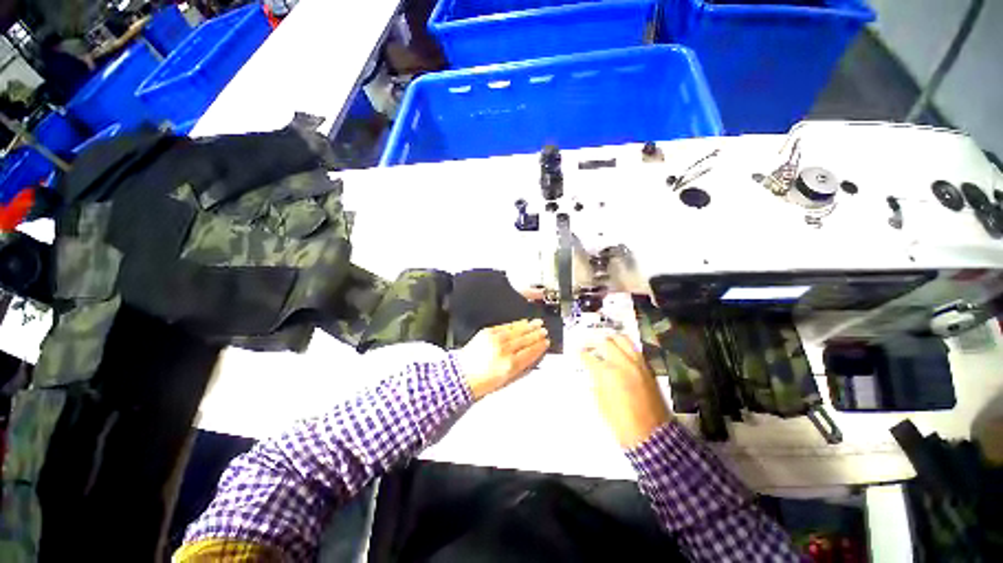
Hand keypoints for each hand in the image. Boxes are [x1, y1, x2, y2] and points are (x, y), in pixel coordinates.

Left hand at [458, 319, 549, 399]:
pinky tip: (522, 322)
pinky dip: (516, 324)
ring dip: (529, 326)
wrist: (462, 375)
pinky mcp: (488, 332)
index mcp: (510, 365)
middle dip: (536, 334)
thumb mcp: (506, 380)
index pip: (530, 353)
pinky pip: (506, 326)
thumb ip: (521, 367)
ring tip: (538, 323)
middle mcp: (504, 350)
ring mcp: (496, 339)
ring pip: (517, 330)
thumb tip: (533, 355)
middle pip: (525, 340)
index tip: (546, 342)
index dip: (539, 347)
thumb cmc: (483, 381)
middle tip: (544, 330)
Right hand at [581, 334, 671, 448]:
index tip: (577, 351)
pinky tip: (619, 351)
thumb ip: (595, 383)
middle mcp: (623, 364)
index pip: (590, 357)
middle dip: (594, 342)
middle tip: (587, 344)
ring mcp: (637, 365)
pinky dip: (625, 347)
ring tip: (604, 342)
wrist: (652, 436)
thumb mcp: (601, 404)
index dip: (581, 353)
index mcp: (608, 374)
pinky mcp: (647, 369)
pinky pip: (635, 350)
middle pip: (606, 342)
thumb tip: (592, 372)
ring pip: (623, 340)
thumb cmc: (621, 423)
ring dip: (611, 339)